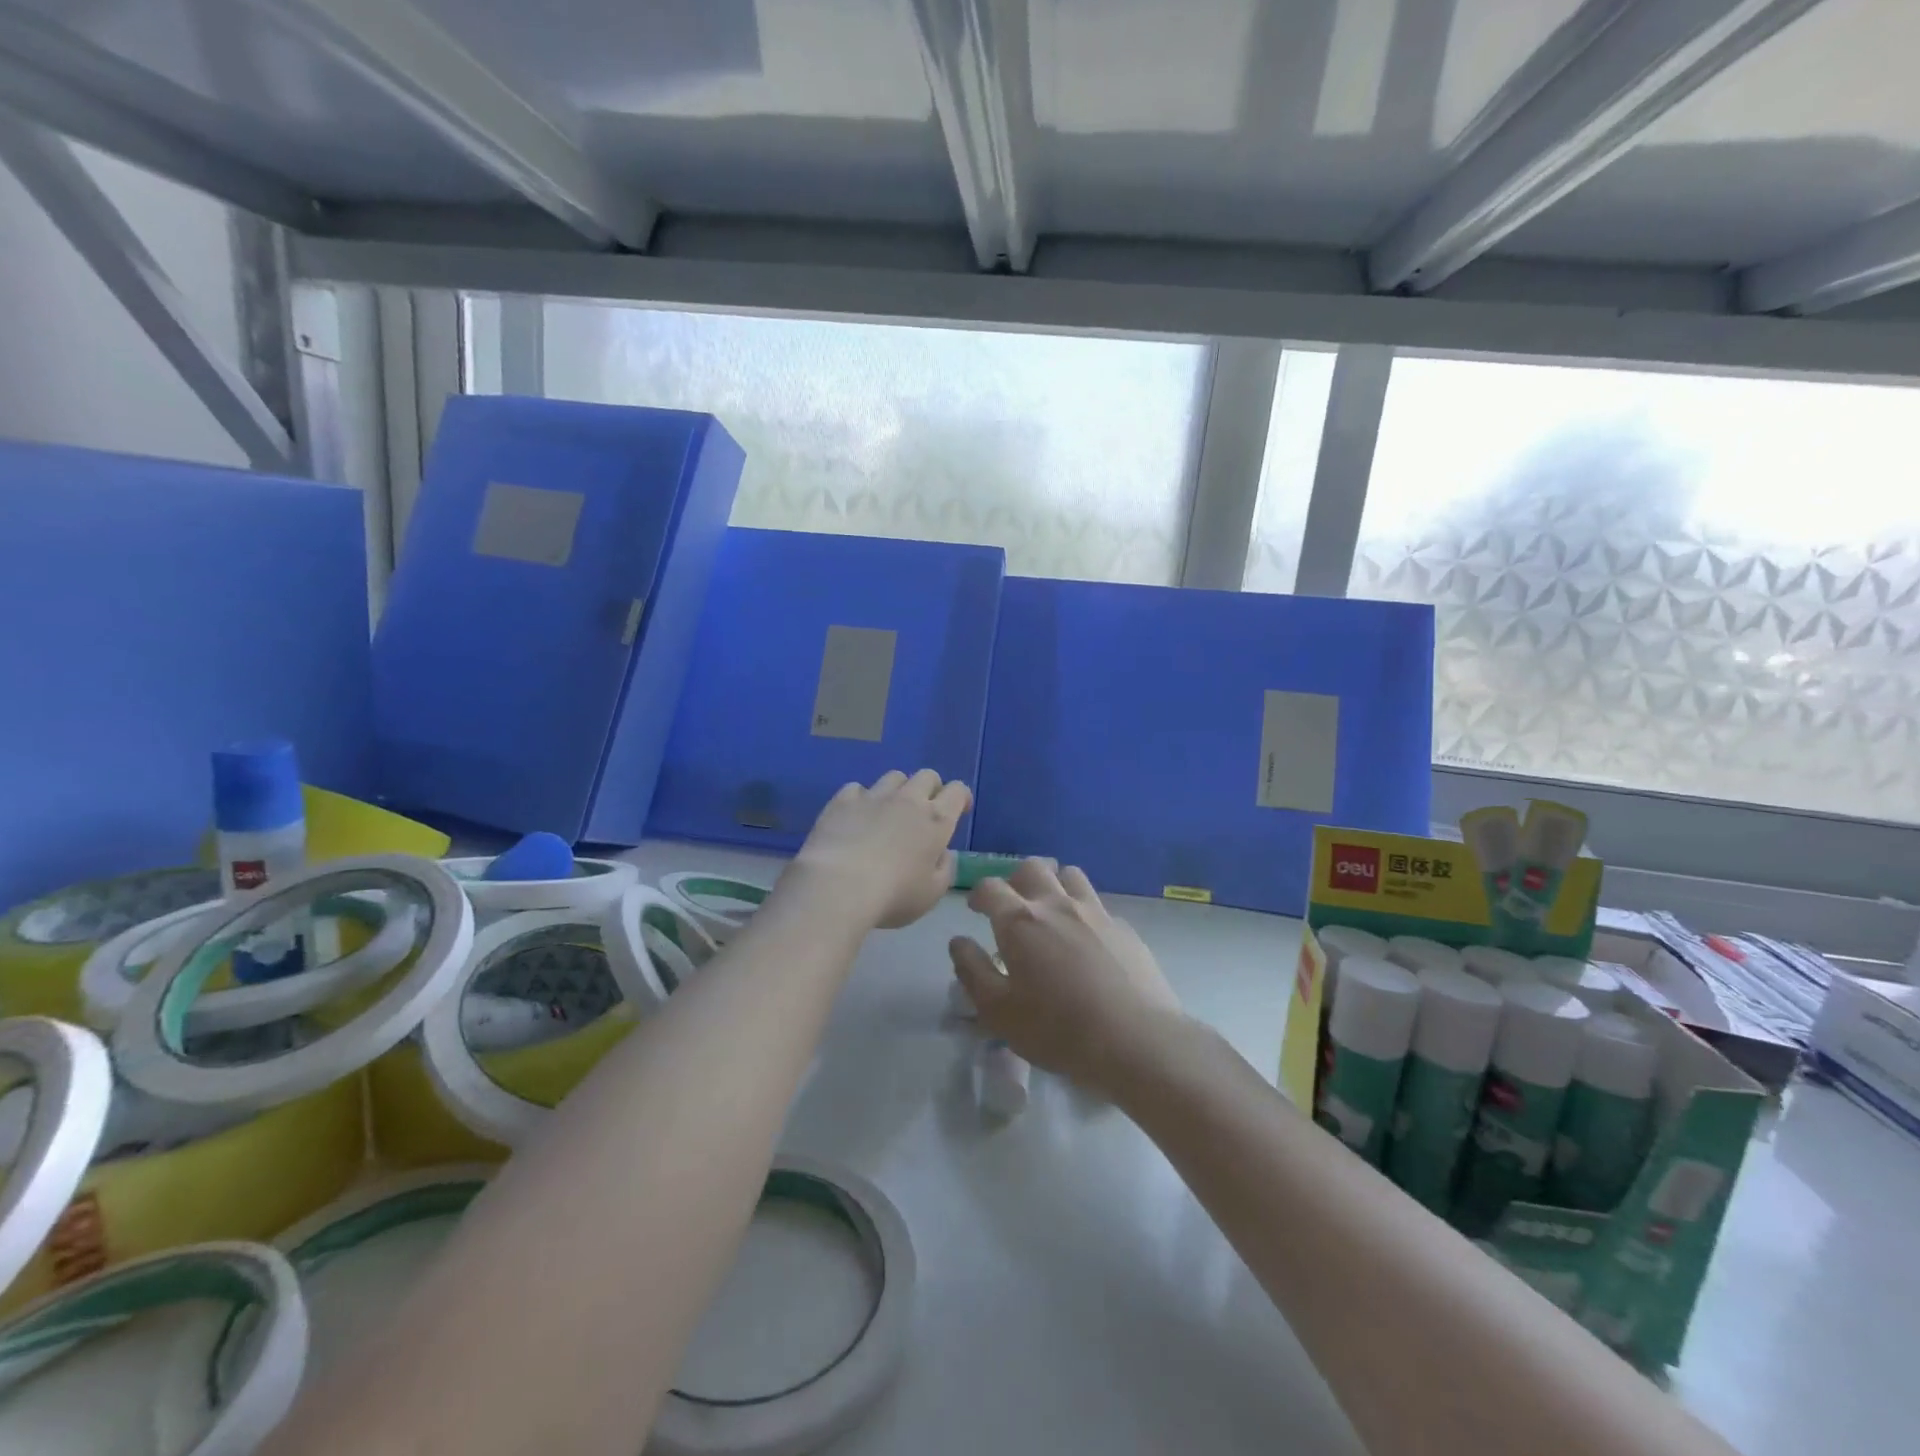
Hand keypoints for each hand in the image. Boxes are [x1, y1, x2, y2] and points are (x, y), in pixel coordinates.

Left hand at [789, 770, 970, 929]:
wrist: (838, 886)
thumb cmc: (893, 895)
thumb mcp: (932, 894)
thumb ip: (944, 869)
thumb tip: (943, 853)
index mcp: (936, 820)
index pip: (957, 791)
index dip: (961, 797)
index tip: (959, 810)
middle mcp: (908, 800)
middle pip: (927, 776)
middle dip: (931, 788)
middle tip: (925, 810)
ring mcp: (873, 796)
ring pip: (894, 777)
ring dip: (898, 790)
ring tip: (889, 811)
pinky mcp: (842, 800)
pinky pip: (857, 788)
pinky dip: (862, 798)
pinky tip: (856, 816)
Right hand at [949, 860, 1182, 1098]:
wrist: (1137, 1040)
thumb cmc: (1058, 1029)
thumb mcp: (998, 1012)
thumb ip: (972, 971)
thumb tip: (958, 942)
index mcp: (1020, 921)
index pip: (990, 887)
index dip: (979, 895)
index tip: (977, 910)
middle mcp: (1057, 905)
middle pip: (1032, 868)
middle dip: (1016, 880)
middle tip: (1013, 907)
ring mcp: (1096, 912)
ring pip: (1070, 875)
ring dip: (1054, 884)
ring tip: (1052, 912)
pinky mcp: (1125, 928)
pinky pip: (1098, 905)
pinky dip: (1085, 912)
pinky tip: (1088, 941)